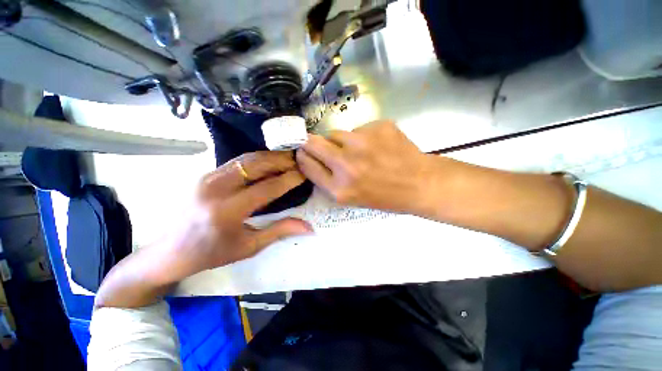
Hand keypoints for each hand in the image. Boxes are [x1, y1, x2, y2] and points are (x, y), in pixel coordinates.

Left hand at [169, 151, 312, 277]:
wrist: (170, 250)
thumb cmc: (212, 253)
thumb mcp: (249, 246)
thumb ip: (280, 231)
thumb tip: (308, 226)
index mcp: (227, 211)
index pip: (266, 188)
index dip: (288, 179)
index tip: (304, 174)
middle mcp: (216, 188)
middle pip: (256, 165)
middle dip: (281, 160)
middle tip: (298, 161)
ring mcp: (208, 177)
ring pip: (246, 159)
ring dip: (270, 157)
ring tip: (287, 158)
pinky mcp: (205, 174)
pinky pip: (237, 161)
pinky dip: (257, 160)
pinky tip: (269, 162)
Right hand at [296, 120, 434, 213]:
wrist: (419, 184)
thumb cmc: (384, 196)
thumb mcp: (351, 198)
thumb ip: (328, 180)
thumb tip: (311, 158)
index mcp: (339, 188)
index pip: (307, 164)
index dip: (303, 156)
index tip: (303, 151)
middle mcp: (346, 164)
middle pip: (313, 142)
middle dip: (311, 142)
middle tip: (319, 144)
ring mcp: (362, 142)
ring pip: (336, 133)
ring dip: (341, 141)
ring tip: (360, 150)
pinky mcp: (378, 126)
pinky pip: (359, 128)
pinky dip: (363, 136)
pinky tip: (377, 146)